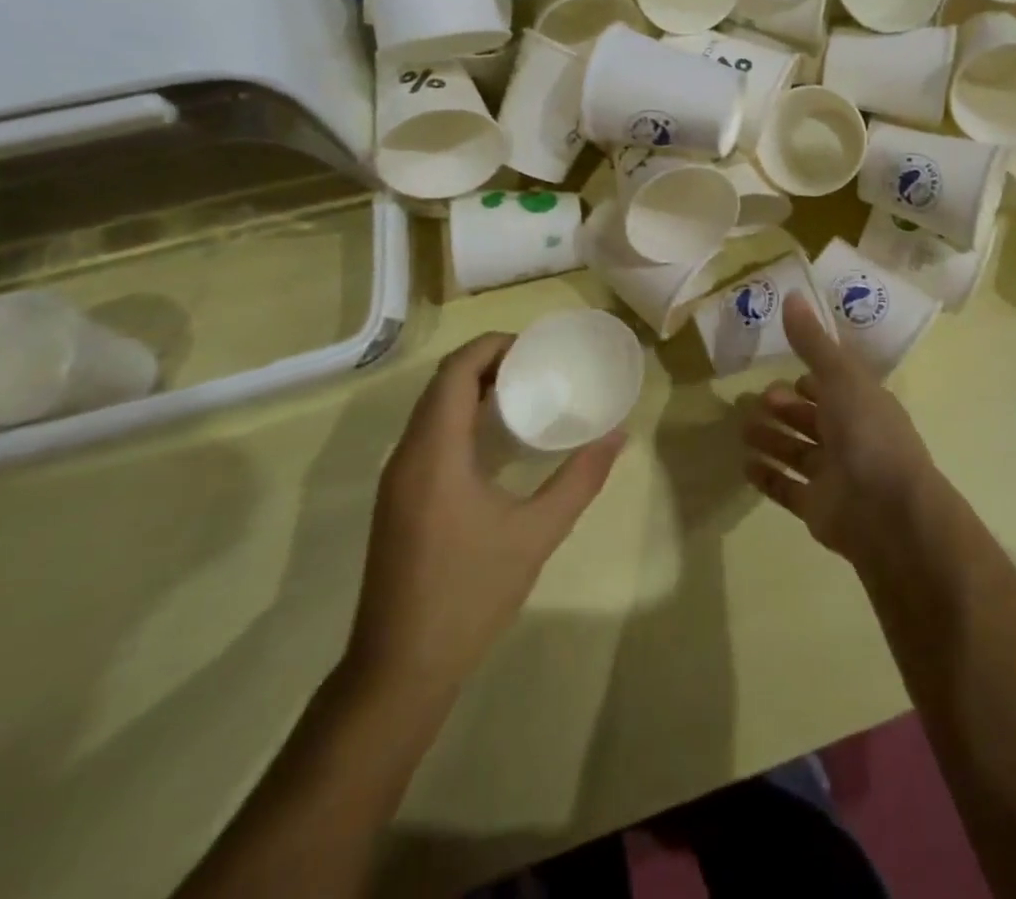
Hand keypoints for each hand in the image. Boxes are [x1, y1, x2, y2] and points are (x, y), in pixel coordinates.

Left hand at [345, 333, 624, 708]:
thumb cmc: (469, 594)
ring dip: (472, 390)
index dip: (492, 346)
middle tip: (538, 366)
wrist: (399, 670)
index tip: (535, 346)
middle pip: (441, 384)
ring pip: (431, 411)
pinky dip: (460, 418)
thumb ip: (579, 480)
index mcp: (434, 453)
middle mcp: (407, 456)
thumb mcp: (536, 534)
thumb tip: (618, 436)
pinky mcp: (398, 500)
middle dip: (487, 363)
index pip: (455, 372)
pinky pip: (428, 436)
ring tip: (523, 394)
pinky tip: (496, 442)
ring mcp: (397, 480)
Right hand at [743, 292, 944, 564]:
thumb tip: (792, 295)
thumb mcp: (841, 377)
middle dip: (786, 407)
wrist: (890, 513)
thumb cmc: (868, 434)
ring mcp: (836, 474)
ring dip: (772, 438)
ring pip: (798, 451)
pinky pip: (788, 488)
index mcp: (864, 403)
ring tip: (743, 429)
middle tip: (757, 400)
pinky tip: (744, 465)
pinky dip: (767, 476)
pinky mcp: (819, 508)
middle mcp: (852, 436)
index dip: (813, 377)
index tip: (784, 369)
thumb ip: (813, 342)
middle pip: (814, 418)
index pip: (837, 384)